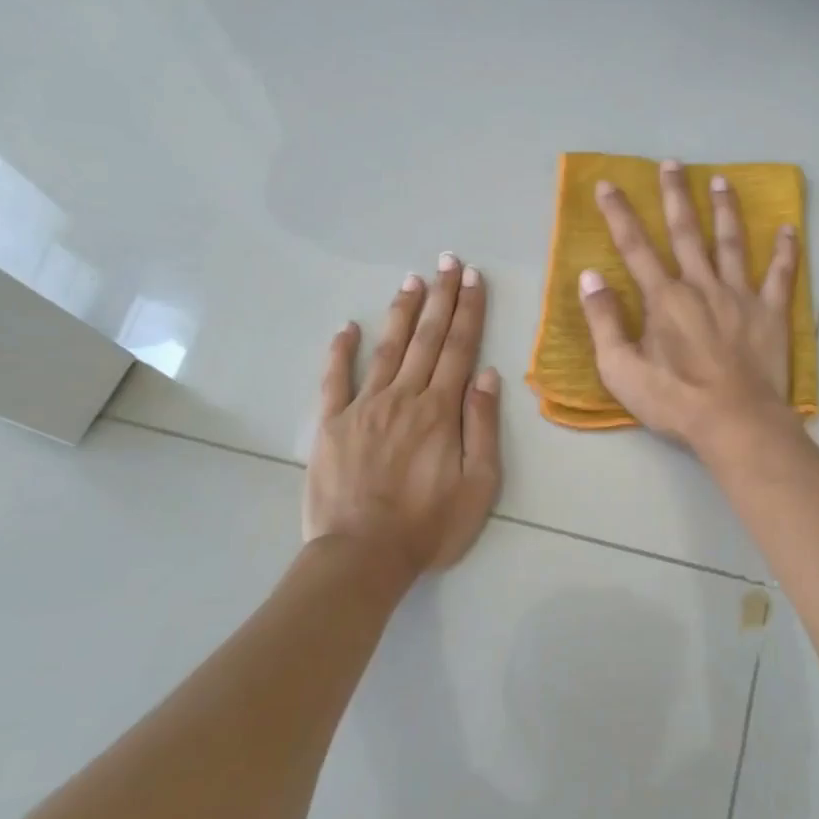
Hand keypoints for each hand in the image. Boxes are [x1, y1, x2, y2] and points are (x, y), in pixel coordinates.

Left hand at [303, 255, 502, 573]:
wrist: (362, 556)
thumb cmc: (429, 526)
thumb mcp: (478, 485)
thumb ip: (482, 427)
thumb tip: (486, 375)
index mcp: (440, 411)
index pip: (459, 349)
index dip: (468, 311)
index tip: (473, 279)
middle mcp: (403, 397)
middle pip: (426, 338)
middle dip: (440, 297)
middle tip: (447, 262)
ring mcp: (363, 407)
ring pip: (387, 348)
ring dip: (402, 312)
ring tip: (412, 281)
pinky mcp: (332, 424)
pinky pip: (336, 379)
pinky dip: (341, 351)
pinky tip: (347, 327)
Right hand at [578, 159, 799, 450]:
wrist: (735, 422)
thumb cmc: (674, 401)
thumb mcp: (621, 369)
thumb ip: (604, 321)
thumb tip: (589, 277)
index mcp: (664, 299)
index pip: (635, 247)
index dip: (619, 214)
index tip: (608, 184)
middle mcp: (701, 285)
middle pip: (685, 232)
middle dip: (675, 196)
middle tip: (672, 163)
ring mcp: (740, 296)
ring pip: (731, 243)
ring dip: (724, 209)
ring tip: (720, 180)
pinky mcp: (771, 313)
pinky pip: (780, 275)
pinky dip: (785, 250)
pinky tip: (788, 228)